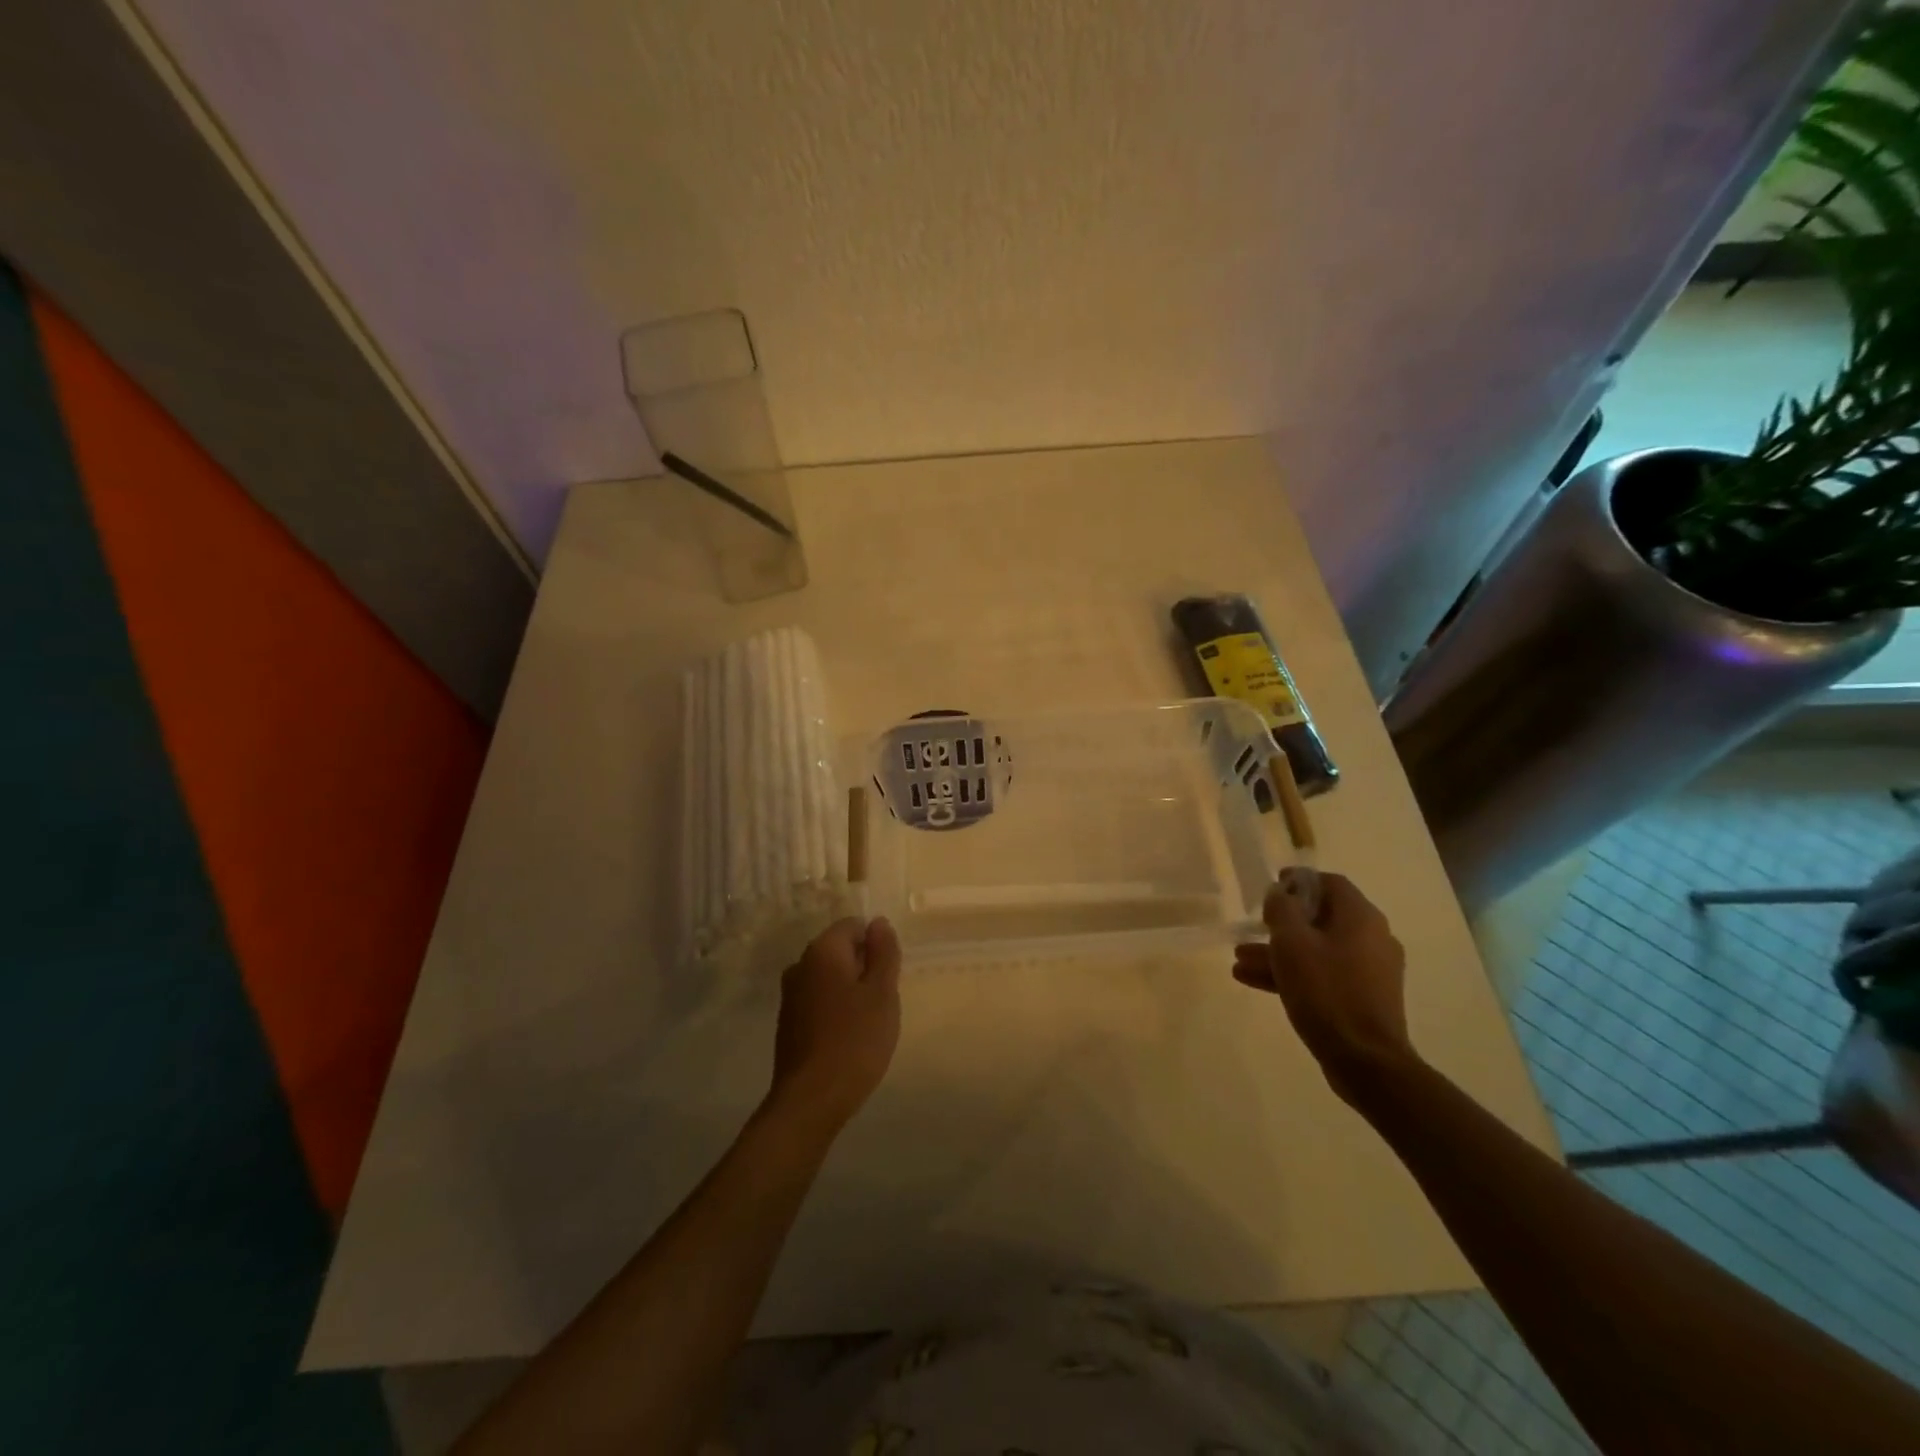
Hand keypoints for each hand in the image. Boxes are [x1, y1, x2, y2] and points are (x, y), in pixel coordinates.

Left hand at [767, 917, 901, 1136]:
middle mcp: (800, 965)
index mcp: (822, 951)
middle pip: (840, 950)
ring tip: (869, 1022)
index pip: (853, 926)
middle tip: (882, 1001)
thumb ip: (884, 953)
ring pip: (830, 977)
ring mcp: (790, 995)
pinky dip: (836, 1010)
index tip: (888, 976)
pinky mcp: (788, 1022)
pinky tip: (849, 1037)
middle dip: (864, 968)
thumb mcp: (882, 993)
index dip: (876, 945)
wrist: (811, 1100)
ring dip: (851, 990)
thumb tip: (878, 922)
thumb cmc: (855, 1040)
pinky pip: (819, 1000)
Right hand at [1232, 870, 1416, 1104]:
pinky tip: (1253, 980)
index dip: (1298, 881)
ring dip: (1279, 951)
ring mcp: (1370, 970)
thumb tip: (1279, 893)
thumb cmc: (1326, 991)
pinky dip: (1293, 973)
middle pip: (1321, 917)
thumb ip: (1281, 909)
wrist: (1364, 1060)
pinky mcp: (1362, 998)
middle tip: (1252, 928)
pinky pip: (1323, 974)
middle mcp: (1372, 938)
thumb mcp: (1292, 943)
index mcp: (1361, 918)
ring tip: (1239, 960)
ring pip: (1317, 949)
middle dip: (1281, 923)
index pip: (1330, 883)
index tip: (1270, 889)